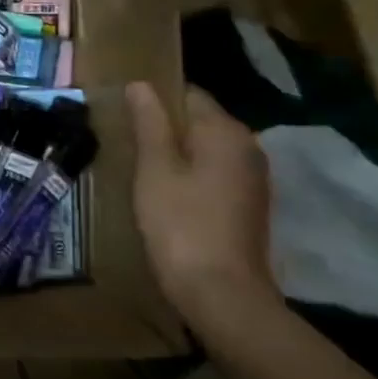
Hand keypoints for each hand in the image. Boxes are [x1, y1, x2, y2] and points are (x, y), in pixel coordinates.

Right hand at [125, 81, 276, 322]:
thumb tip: (140, 85)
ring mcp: (252, 178)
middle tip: (126, 142)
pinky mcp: (248, 204)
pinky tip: (165, 193)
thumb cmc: (180, 223)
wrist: (221, 293)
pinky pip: (214, 173)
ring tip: (140, 167)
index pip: (188, 94)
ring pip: (206, 149)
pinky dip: (190, 175)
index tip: (124, 115)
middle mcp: (248, 147)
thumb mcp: (154, 169)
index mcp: (226, 132)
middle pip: (199, 121)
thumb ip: (149, 123)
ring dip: (176, 153)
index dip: (154, 100)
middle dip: (164, 127)